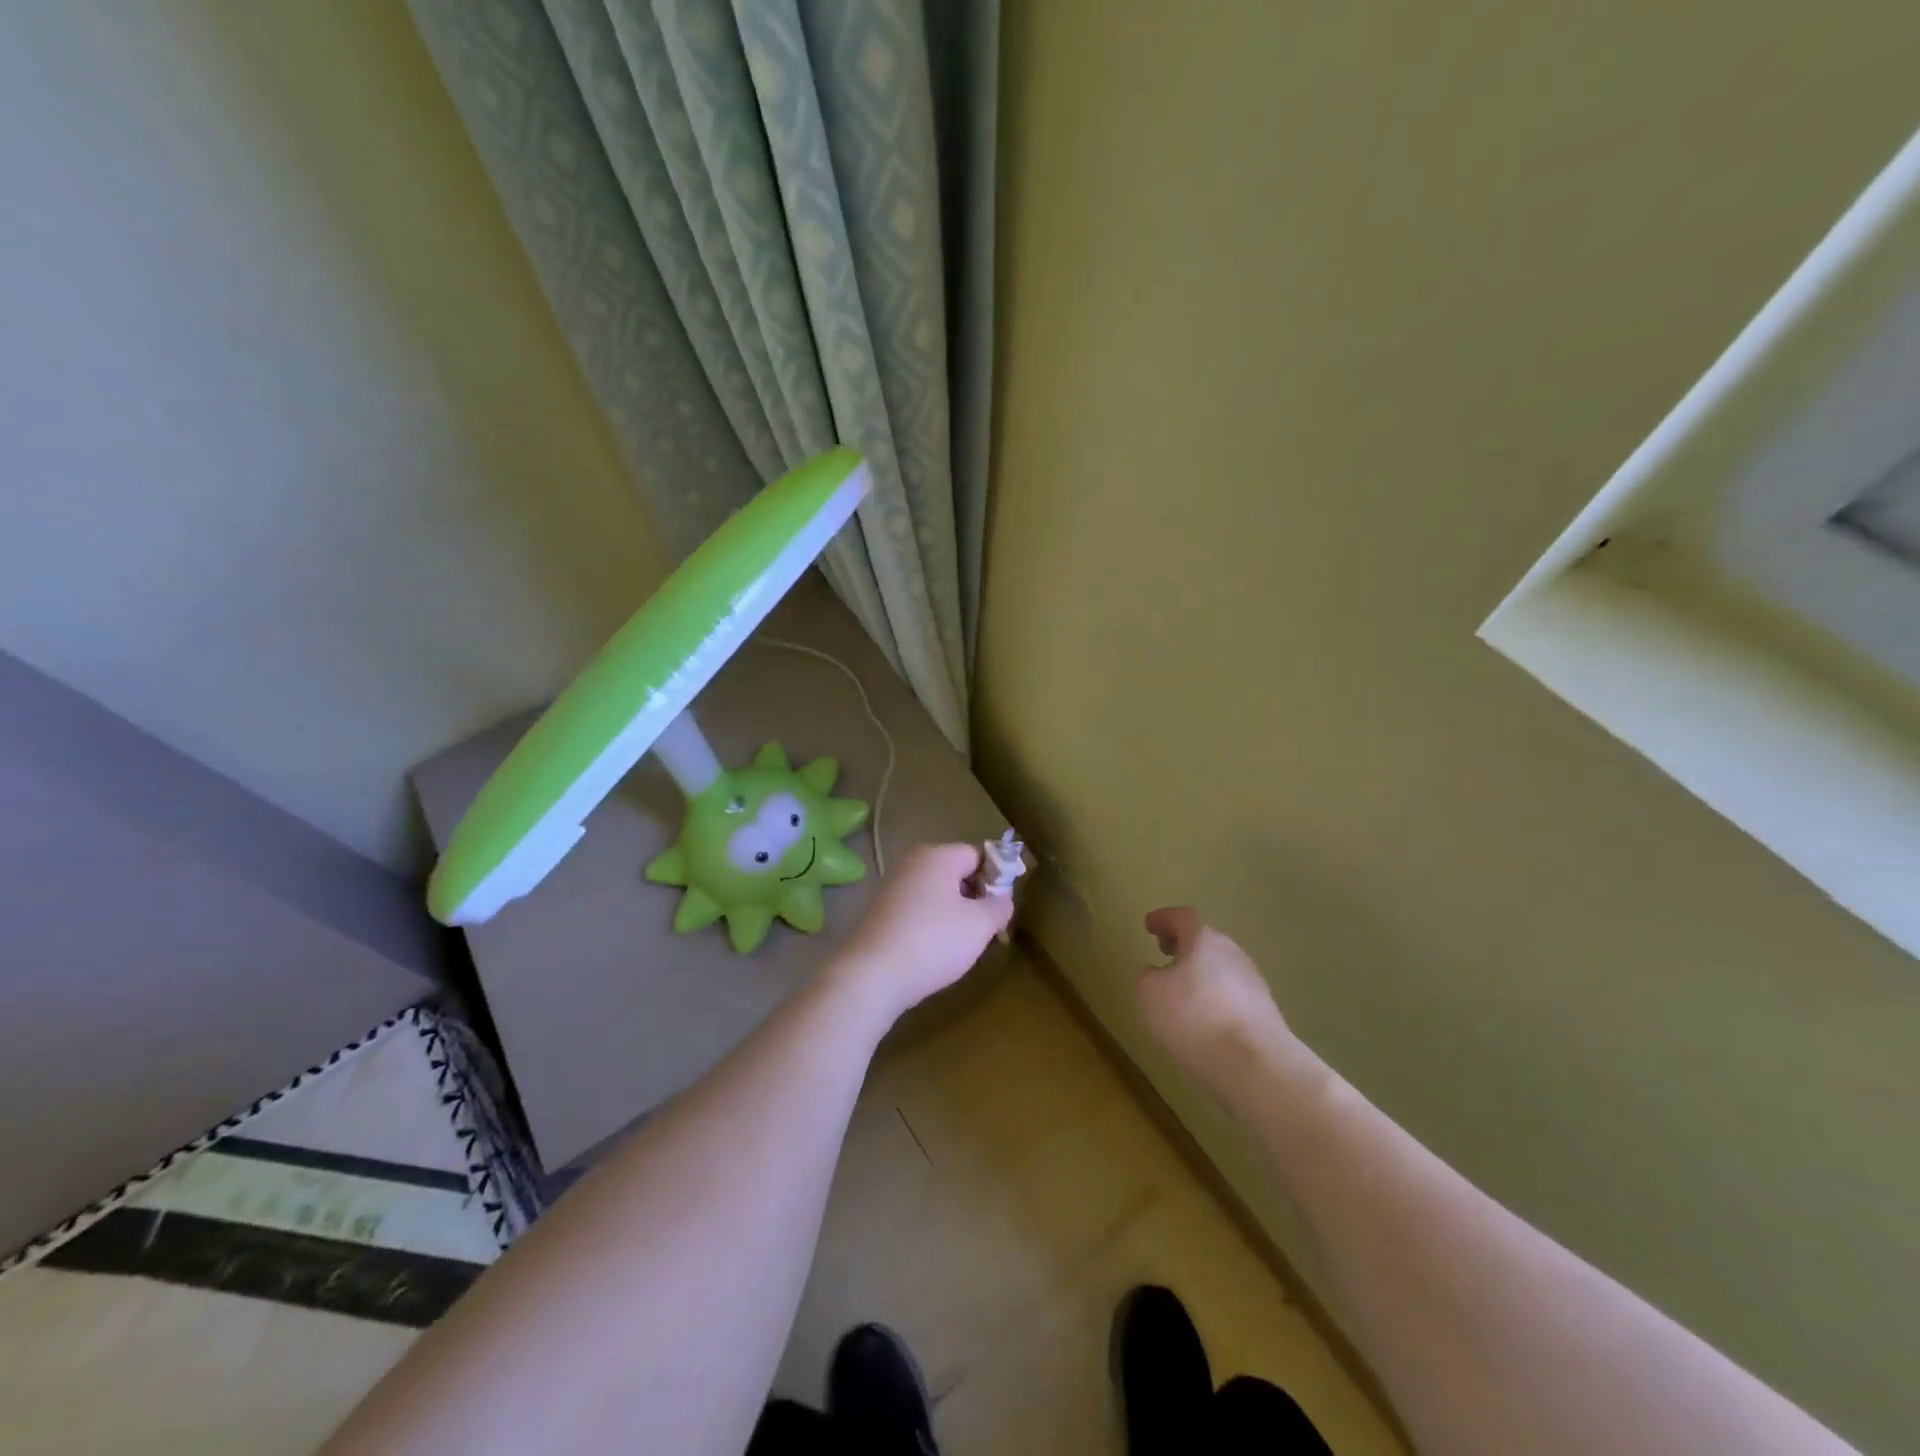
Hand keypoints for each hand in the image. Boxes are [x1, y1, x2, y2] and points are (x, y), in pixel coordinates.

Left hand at [834, 843, 1013, 1023]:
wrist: (871, 975)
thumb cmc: (933, 941)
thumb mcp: (980, 925)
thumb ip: (999, 906)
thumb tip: (1002, 897)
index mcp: (937, 856)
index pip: (978, 855)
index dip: (996, 878)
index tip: (1001, 909)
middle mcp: (912, 863)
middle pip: (955, 872)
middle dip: (974, 898)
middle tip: (985, 930)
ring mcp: (892, 887)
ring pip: (936, 894)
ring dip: (953, 914)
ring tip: (960, 945)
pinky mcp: (879, 912)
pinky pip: (917, 910)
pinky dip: (930, 925)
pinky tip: (933, 952)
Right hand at [1136, 907, 1297, 1089]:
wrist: (1255, 1063)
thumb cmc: (1194, 1018)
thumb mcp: (1151, 994)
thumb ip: (1147, 977)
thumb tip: (1155, 973)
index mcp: (1204, 940)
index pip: (1182, 917)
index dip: (1163, 919)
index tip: (1149, 925)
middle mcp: (1232, 953)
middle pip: (1205, 941)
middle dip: (1183, 944)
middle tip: (1165, 952)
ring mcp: (1253, 982)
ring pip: (1220, 967)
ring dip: (1200, 972)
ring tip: (1181, 990)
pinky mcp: (1265, 1011)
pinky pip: (1232, 994)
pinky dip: (1214, 996)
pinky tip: (1204, 1018)